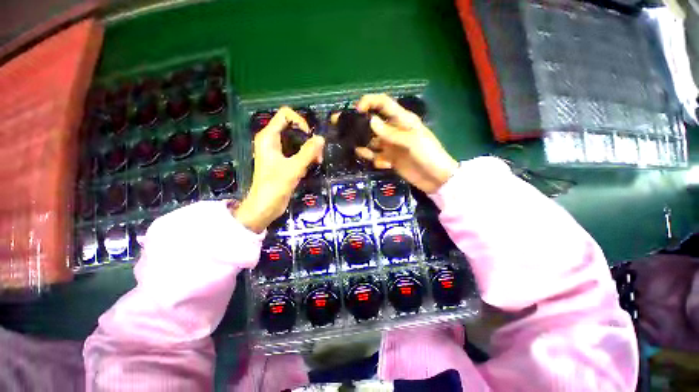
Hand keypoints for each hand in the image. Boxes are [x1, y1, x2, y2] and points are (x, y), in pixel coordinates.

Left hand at [234, 107, 324, 232]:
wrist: (264, 207)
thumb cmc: (275, 186)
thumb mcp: (294, 168)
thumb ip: (308, 152)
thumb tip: (321, 138)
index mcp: (269, 137)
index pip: (285, 115)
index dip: (300, 121)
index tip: (310, 136)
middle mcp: (272, 141)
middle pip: (293, 128)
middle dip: (308, 138)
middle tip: (317, 153)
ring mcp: (277, 151)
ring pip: (297, 141)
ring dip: (309, 149)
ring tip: (317, 161)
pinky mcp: (282, 161)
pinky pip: (296, 151)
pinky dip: (305, 156)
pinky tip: (309, 167)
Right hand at [353, 94, 458, 193]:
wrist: (436, 179)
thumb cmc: (429, 155)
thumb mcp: (412, 141)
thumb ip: (391, 132)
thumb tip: (371, 121)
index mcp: (402, 120)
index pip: (383, 104)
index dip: (369, 102)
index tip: (356, 110)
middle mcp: (393, 130)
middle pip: (372, 122)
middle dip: (357, 122)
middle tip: (338, 124)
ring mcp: (390, 145)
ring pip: (370, 140)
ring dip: (361, 142)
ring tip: (349, 144)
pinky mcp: (389, 159)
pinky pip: (374, 155)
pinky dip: (370, 157)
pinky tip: (372, 160)